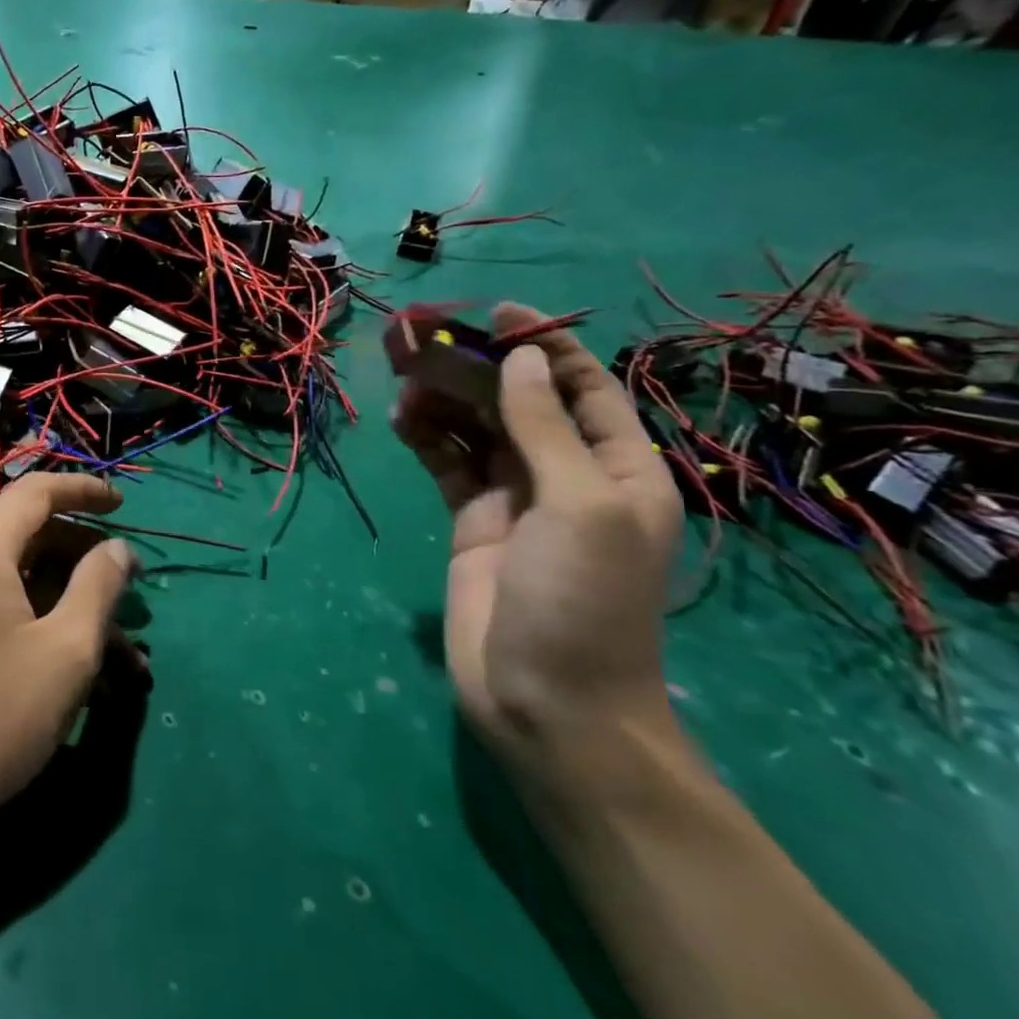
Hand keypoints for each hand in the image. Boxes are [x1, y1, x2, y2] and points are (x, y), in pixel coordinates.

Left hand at [0, 474, 138, 839]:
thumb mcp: (67, 649)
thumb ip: (99, 584)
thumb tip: (118, 548)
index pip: (36, 492)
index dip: (84, 491)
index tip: (124, 506)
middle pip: (26, 532)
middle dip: (83, 558)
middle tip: (128, 589)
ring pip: (14, 572)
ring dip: (66, 597)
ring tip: (117, 644)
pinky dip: (36, 616)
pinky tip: (75, 660)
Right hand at [395, 305, 683, 784]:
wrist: (548, 703)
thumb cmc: (583, 602)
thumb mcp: (578, 506)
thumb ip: (544, 429)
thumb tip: (519, 361)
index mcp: (617, 467)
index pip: (582, 388)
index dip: (543, 347)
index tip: (497, 314)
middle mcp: (567, 474)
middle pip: (517, 402)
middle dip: (475, 368)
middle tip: (421, 340)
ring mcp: (515, 499)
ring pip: (476, 429)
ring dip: (443, 400)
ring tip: (402, 377)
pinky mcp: (472, 522)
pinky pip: (447, 464)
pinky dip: (425, 438)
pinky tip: (400, 420)